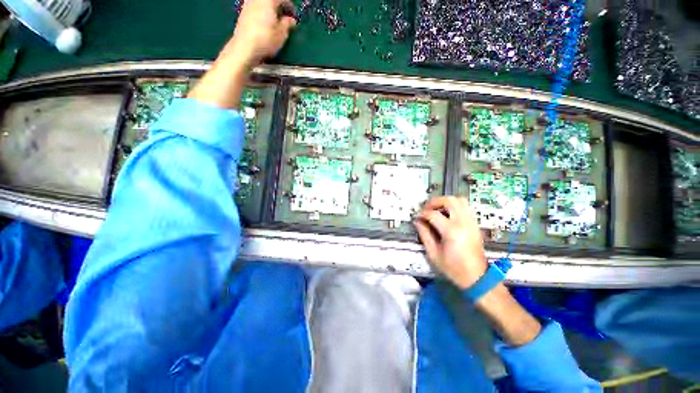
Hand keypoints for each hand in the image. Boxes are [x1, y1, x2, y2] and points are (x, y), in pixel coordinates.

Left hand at [224, 0, 296, 67]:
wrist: (244, 47)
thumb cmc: (265, 40)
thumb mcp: (281, 34)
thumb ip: (287, 24)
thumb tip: (291, 20)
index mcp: (268, 0)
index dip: (290, 6)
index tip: (294, 15)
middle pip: (271, 0)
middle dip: (279, 6)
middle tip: (285, 16)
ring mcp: (248, 4)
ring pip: (262, 3)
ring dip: (270, 8)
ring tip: (275, 19)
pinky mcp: (243, 12)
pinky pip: (256, 6)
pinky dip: (263, 11)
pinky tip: (265, 22)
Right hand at [413, 196, 487, 289]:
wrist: (477, 278)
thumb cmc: (453, 268)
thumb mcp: (434, 254)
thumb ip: (424, 235)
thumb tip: (417, 221)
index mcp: (452, 232)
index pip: (433, 214)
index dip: (422, 213)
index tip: (417, 217)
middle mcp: (463, 223)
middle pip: (449, 200)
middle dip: (435, 202)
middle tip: (426, 208)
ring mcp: (471, 222)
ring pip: (460, 200)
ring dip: (446, 202)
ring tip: (437, 209)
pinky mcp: (475, 224)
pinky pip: (466, 207)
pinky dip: (454, 206)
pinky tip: (447, 215)